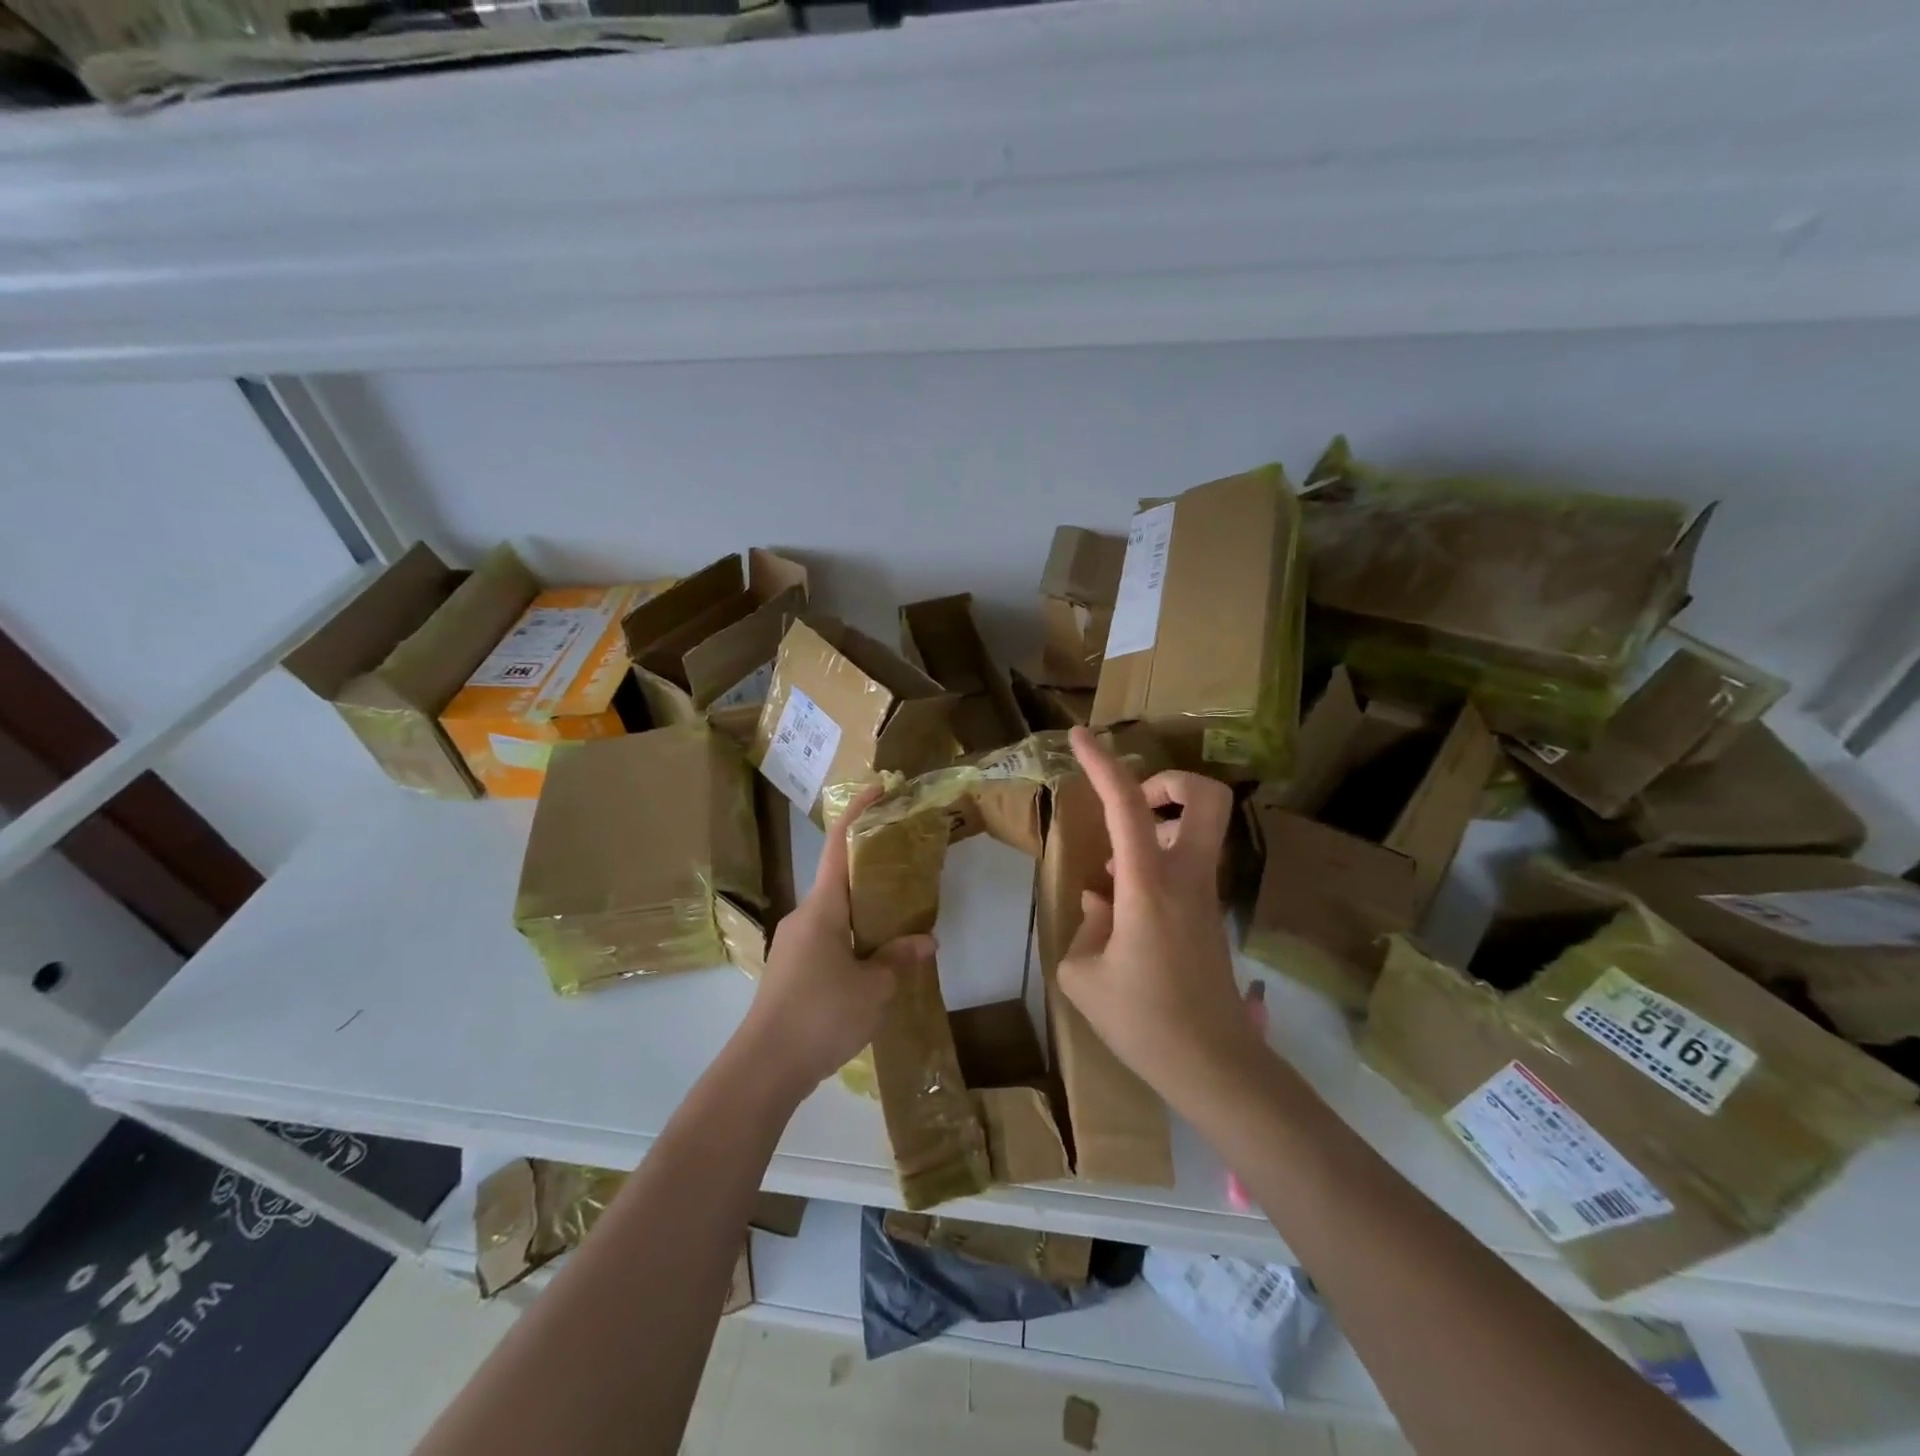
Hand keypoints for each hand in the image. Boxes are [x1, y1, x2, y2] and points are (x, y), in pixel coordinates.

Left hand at [735, 784, 933, 1099]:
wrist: (764, 1068)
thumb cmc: (821, 1015)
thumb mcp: (874, 988)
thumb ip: (899, 959)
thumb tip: (925, 940)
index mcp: (822, 907)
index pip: (838, 844)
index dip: (859, 811)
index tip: (880, 788)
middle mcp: (804, 916)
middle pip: (841, 878)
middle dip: (873, 868)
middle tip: (910, 868)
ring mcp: (794, 945)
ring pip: (836, 913)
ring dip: (867, 911)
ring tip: (903, 921)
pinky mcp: (792, 972)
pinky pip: (829, 940)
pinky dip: (855, 939)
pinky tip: (877, 964)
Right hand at [1059, 727, 1261, 1099]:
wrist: (1213, 1066)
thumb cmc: (1143, 1020)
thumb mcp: (1084, 975)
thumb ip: (1086, 926)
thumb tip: (1101, 901)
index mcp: (1148, 885)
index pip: (1128, 806)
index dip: (1103, 764)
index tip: (1080, 736)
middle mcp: (1186, 877)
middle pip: (1205, 797)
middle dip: (1168, 781)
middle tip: (1133, 803)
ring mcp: (1205, 894)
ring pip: (1199, 828)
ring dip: (1160, 823)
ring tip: (1117, 865)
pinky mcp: (1210, 914)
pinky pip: (1188, 862)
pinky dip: (1158, 859)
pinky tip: (1125, 903)